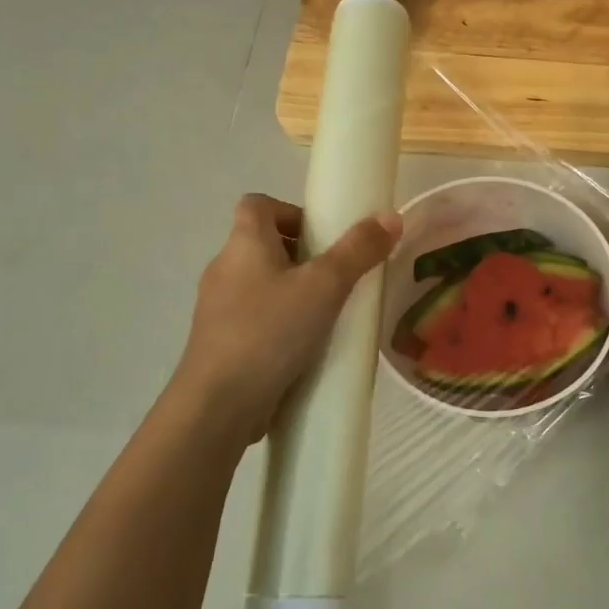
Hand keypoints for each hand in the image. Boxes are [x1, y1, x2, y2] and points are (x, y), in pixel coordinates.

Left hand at [167, 193, 399, 446]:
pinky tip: (306, 346)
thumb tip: (391, 216)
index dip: (291, 211)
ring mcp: (217, 308)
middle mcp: (224, 268)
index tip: (323, 236)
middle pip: (262, 244)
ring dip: (292, 292)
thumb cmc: (270, 331)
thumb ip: (359, 250)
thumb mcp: (325, 286)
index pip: (257, 204)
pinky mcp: (220, 343)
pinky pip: (255, 319)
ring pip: (260, 284)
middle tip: (338, 277)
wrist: (218, 404)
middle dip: (302, 255)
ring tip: (328, 314)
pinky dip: (280, 323)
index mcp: (243, 243)